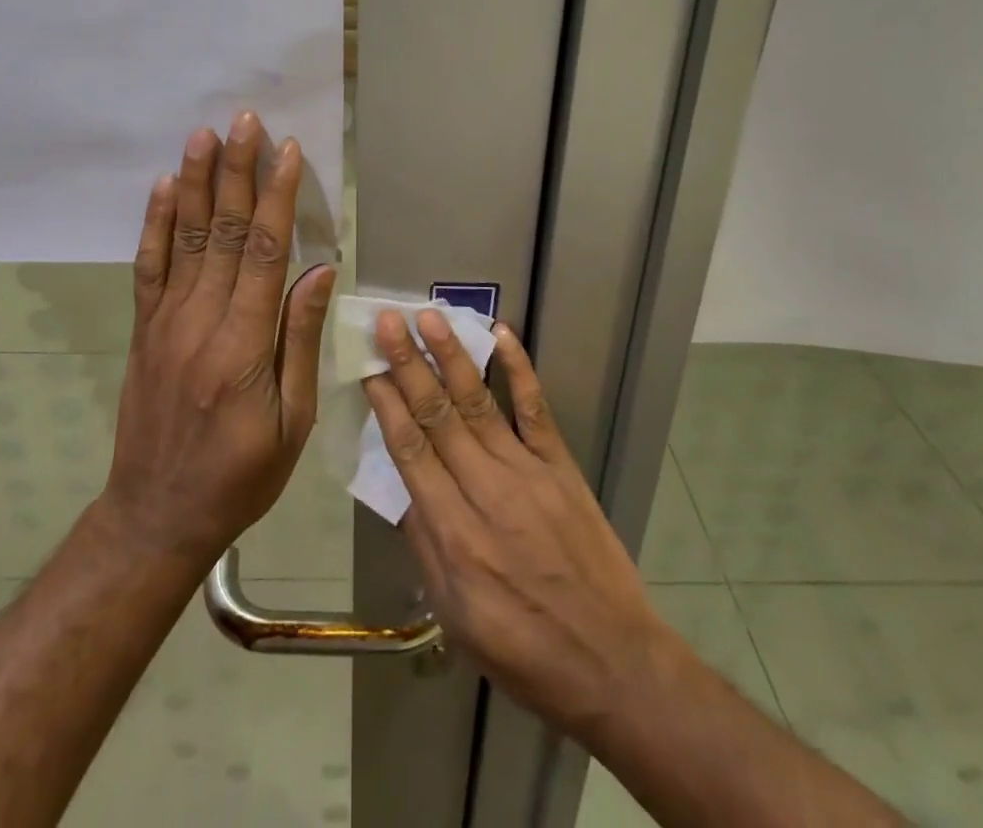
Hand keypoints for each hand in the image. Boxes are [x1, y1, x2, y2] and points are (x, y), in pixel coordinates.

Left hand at [101, 114, 335, 565]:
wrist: (157, 515)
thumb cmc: (241, 476)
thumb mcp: (292, 422)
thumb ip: (301, 339)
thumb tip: (321, 270)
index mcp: (244, 346)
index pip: (263, 253)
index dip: (276, 197)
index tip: (287, 152)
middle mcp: (201, 322)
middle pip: (221, 232)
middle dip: (235, 171)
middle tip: (243, 120)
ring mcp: (166, 323)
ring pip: (183, 239)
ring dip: (193, 183)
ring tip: (202, 136)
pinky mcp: (144, 330)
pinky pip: (148, 267)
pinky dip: (154, 224)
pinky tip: (160, 188)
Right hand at [362, 310, 669, 745]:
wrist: (614, 664)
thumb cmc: (524, 651)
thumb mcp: (455, 617)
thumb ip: (425, 546)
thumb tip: (402, 488)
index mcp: (454, 535)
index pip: (411, 452)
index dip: (387, 406)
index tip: (368, 369)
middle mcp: (487, 492)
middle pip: (438, 416)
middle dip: (408, 365)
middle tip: (388, 322)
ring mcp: (528, 472)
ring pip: (479, 402)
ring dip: (451, 356)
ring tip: (429, 317)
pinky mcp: (561, 466)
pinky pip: (535, 409)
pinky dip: (518, 369)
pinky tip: (501, 335)